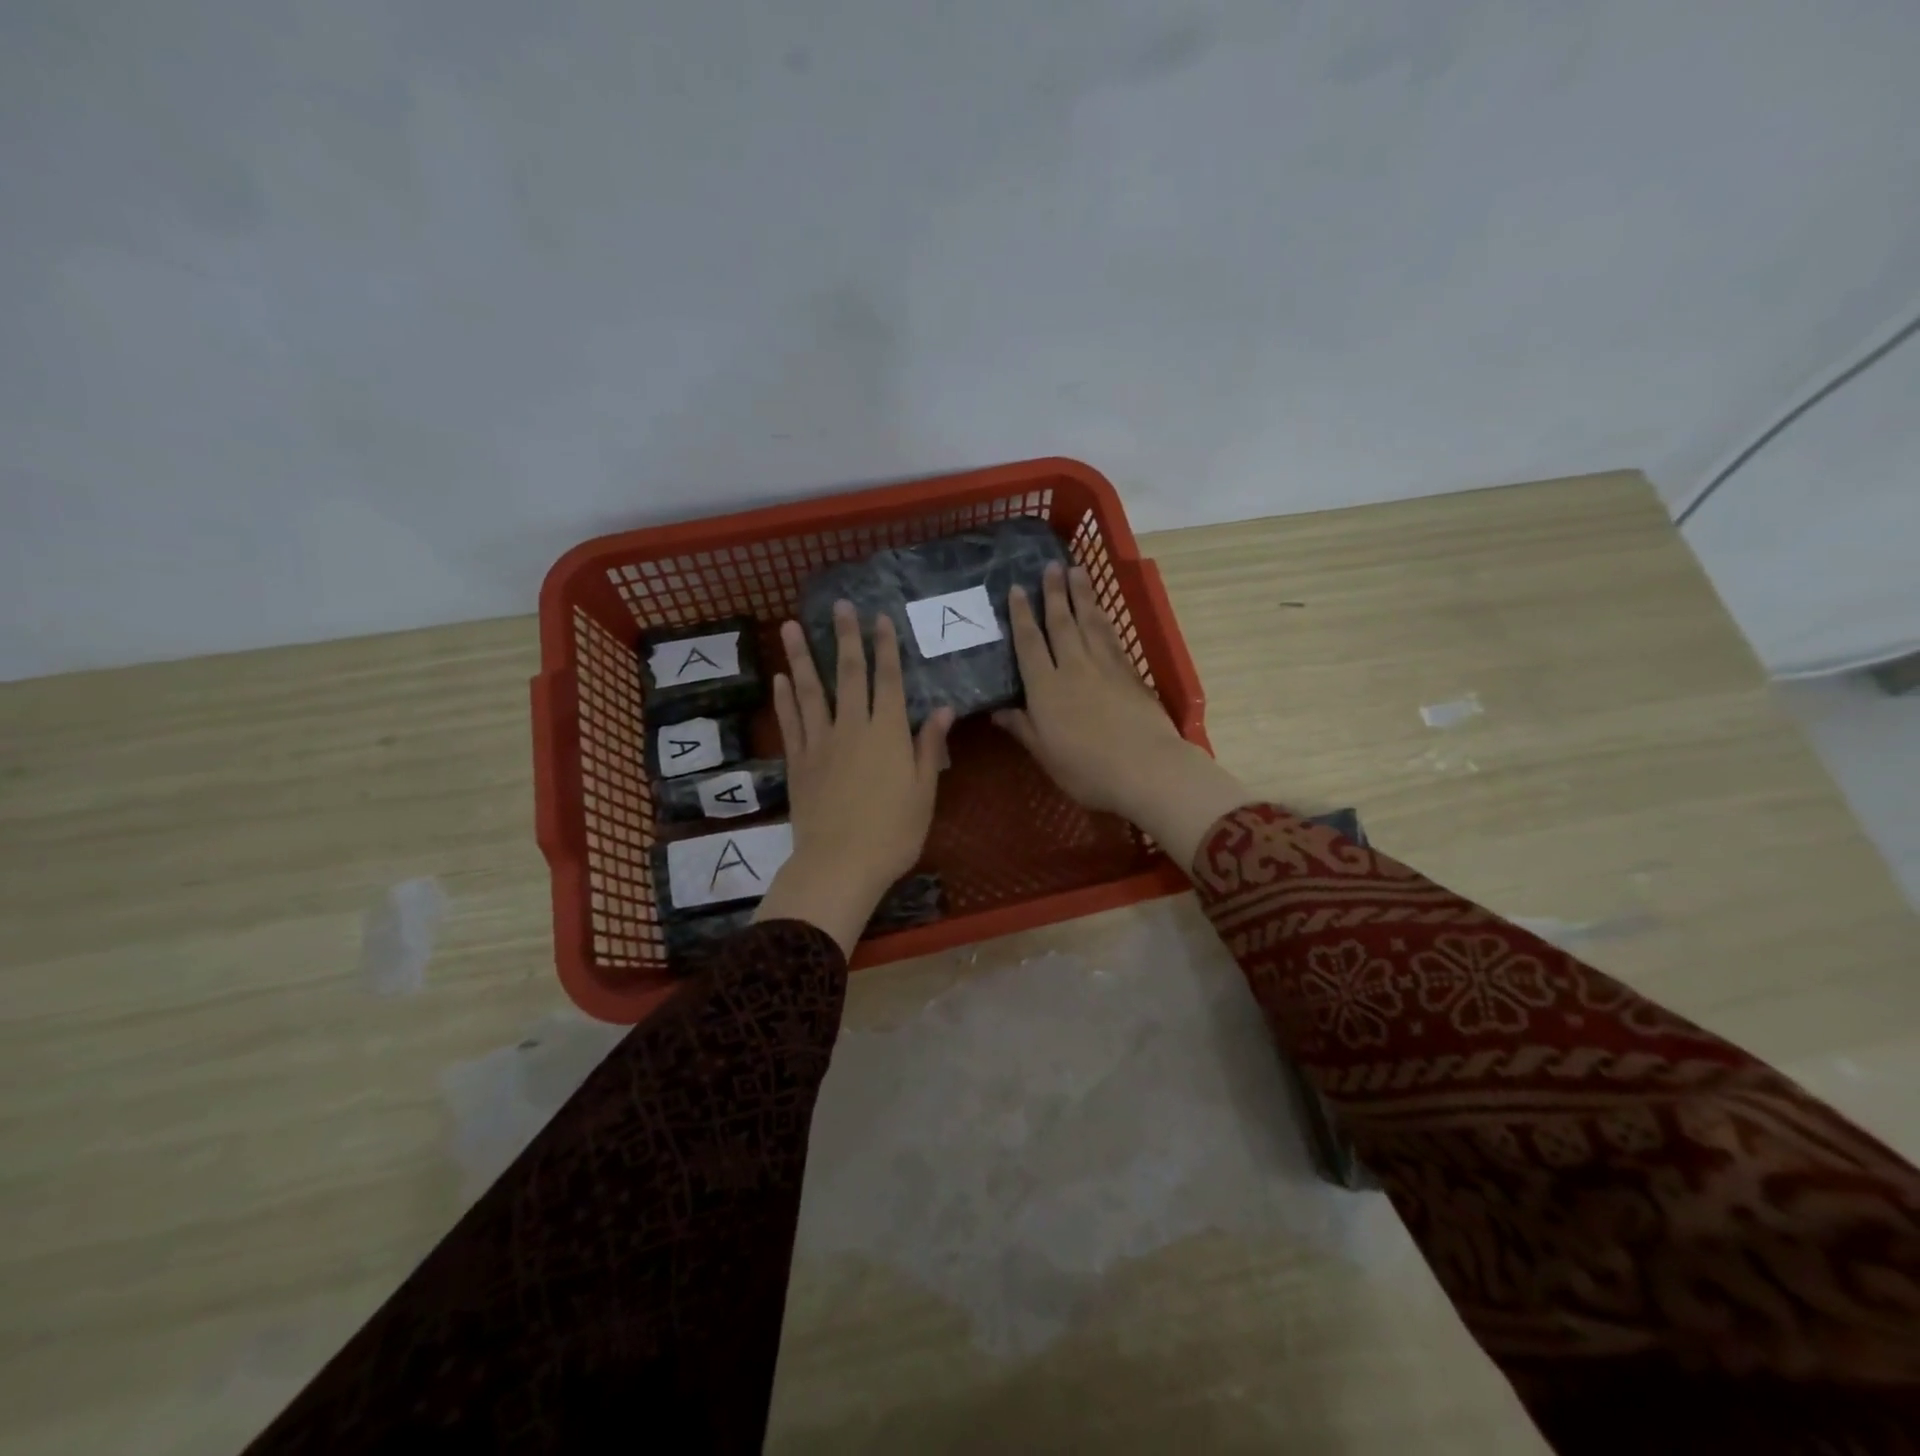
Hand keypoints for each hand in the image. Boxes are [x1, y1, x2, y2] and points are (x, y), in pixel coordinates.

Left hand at [755, 601, 953, 955]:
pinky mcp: (798, 762)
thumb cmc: (893, 833)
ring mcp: (820, 743)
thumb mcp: (924, 792)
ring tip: (791, 626)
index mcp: (888, 733)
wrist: (840, 864)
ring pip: (810, 691)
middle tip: (839, 606)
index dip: (886, 648)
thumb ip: (929, 747)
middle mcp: (852, 728)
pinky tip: (780, 679)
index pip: (888, 680)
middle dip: (846, 638)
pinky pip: (790, 723)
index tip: (880, 619)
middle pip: (848, 675)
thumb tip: (944, 709)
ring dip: (801, 657)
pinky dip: (784, 699)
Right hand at [994, 562, 1249, 870]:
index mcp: (1046, 688)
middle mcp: (1073, 668)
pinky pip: (1112, 637)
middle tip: (1051, 565)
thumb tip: (997, 711)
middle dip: (1054, 592)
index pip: (1029, 643)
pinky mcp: (1131, 674)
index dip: (1021, 615)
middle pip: (1061, 623)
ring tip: (1077, 571)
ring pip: (1090, 622)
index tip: (1016, 589)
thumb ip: (1022, 728)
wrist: (1147, 769)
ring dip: (1082, 595)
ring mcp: (1105, 667)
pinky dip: (1105, 619)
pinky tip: (1102, 612)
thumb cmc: (1087, 770)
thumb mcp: (1045, 754)